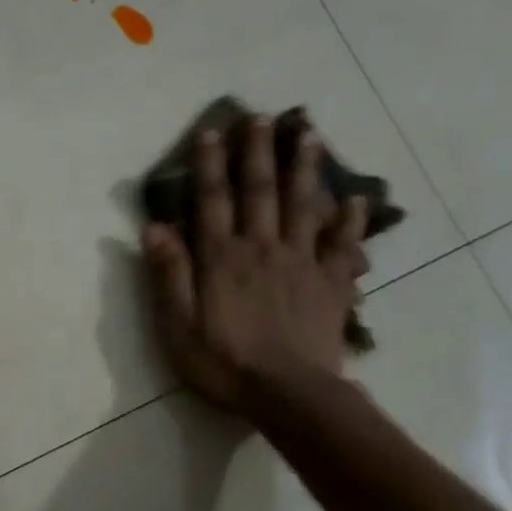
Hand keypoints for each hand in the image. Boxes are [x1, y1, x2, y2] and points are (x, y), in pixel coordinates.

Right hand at [142, 115, 368, 412]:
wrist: (288, 394)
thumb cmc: (225, 363)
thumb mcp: (179, 326)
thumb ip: (169, 275)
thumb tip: (154, 227)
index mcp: (222, 259)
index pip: (213, 201)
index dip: (210, 165)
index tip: (212, 131)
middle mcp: (262, 248)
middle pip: (260, 191)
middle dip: (259, 152)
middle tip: (263, 116)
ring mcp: (301, 263)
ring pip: (304, 206)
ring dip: (305, 169)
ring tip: (309, 135)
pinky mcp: (331, 284)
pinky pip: (343, 246)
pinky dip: (351, 222)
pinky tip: (357, 201)